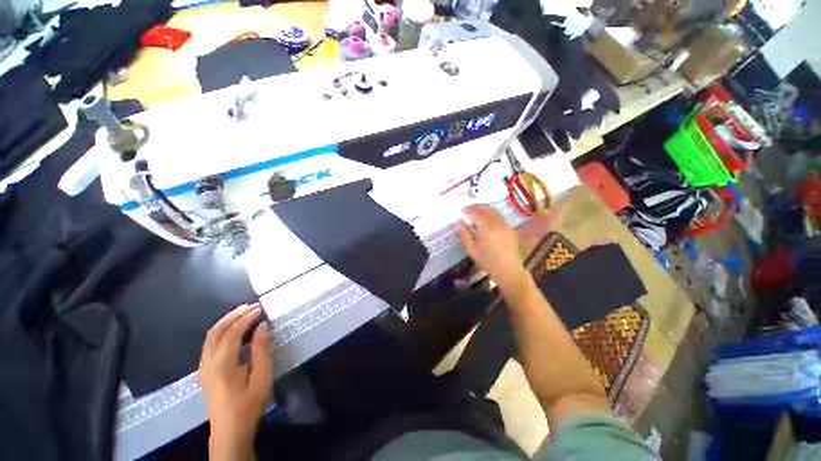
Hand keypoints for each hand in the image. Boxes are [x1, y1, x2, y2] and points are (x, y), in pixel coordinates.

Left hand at [198, 304, 273, 460]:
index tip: (260, 309)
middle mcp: (207, 362)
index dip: (246, 319)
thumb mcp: (261, 377)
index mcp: (221, 365)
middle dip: (233, 316)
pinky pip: (211, 344)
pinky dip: (222, 331)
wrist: (229, 431)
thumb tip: (263, 326)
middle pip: (215, 331)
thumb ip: (261, 350)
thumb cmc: (248, 404)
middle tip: (251, 306)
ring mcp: (203, 367)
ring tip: (244, 313)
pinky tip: (234, 330)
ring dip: (226, 322)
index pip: (231, 333)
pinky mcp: (205, 371)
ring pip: (211, 337)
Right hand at [458, 205, 530, 290]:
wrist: (508, 270)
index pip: (476, 213)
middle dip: (475, 207)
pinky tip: (485, 218)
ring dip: (483, 208)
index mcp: (487, 229)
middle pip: (485, 209)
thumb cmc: (488, 262)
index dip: (467, 210)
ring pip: (493, 211)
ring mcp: (505, 225)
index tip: (461, 210)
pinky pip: (498, 216)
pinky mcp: (509, 228)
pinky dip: (490, 213)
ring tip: (475, 211)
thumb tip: (460, 223)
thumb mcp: (472, 250)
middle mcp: (497, 223)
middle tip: (467, 208)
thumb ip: (465, 234)